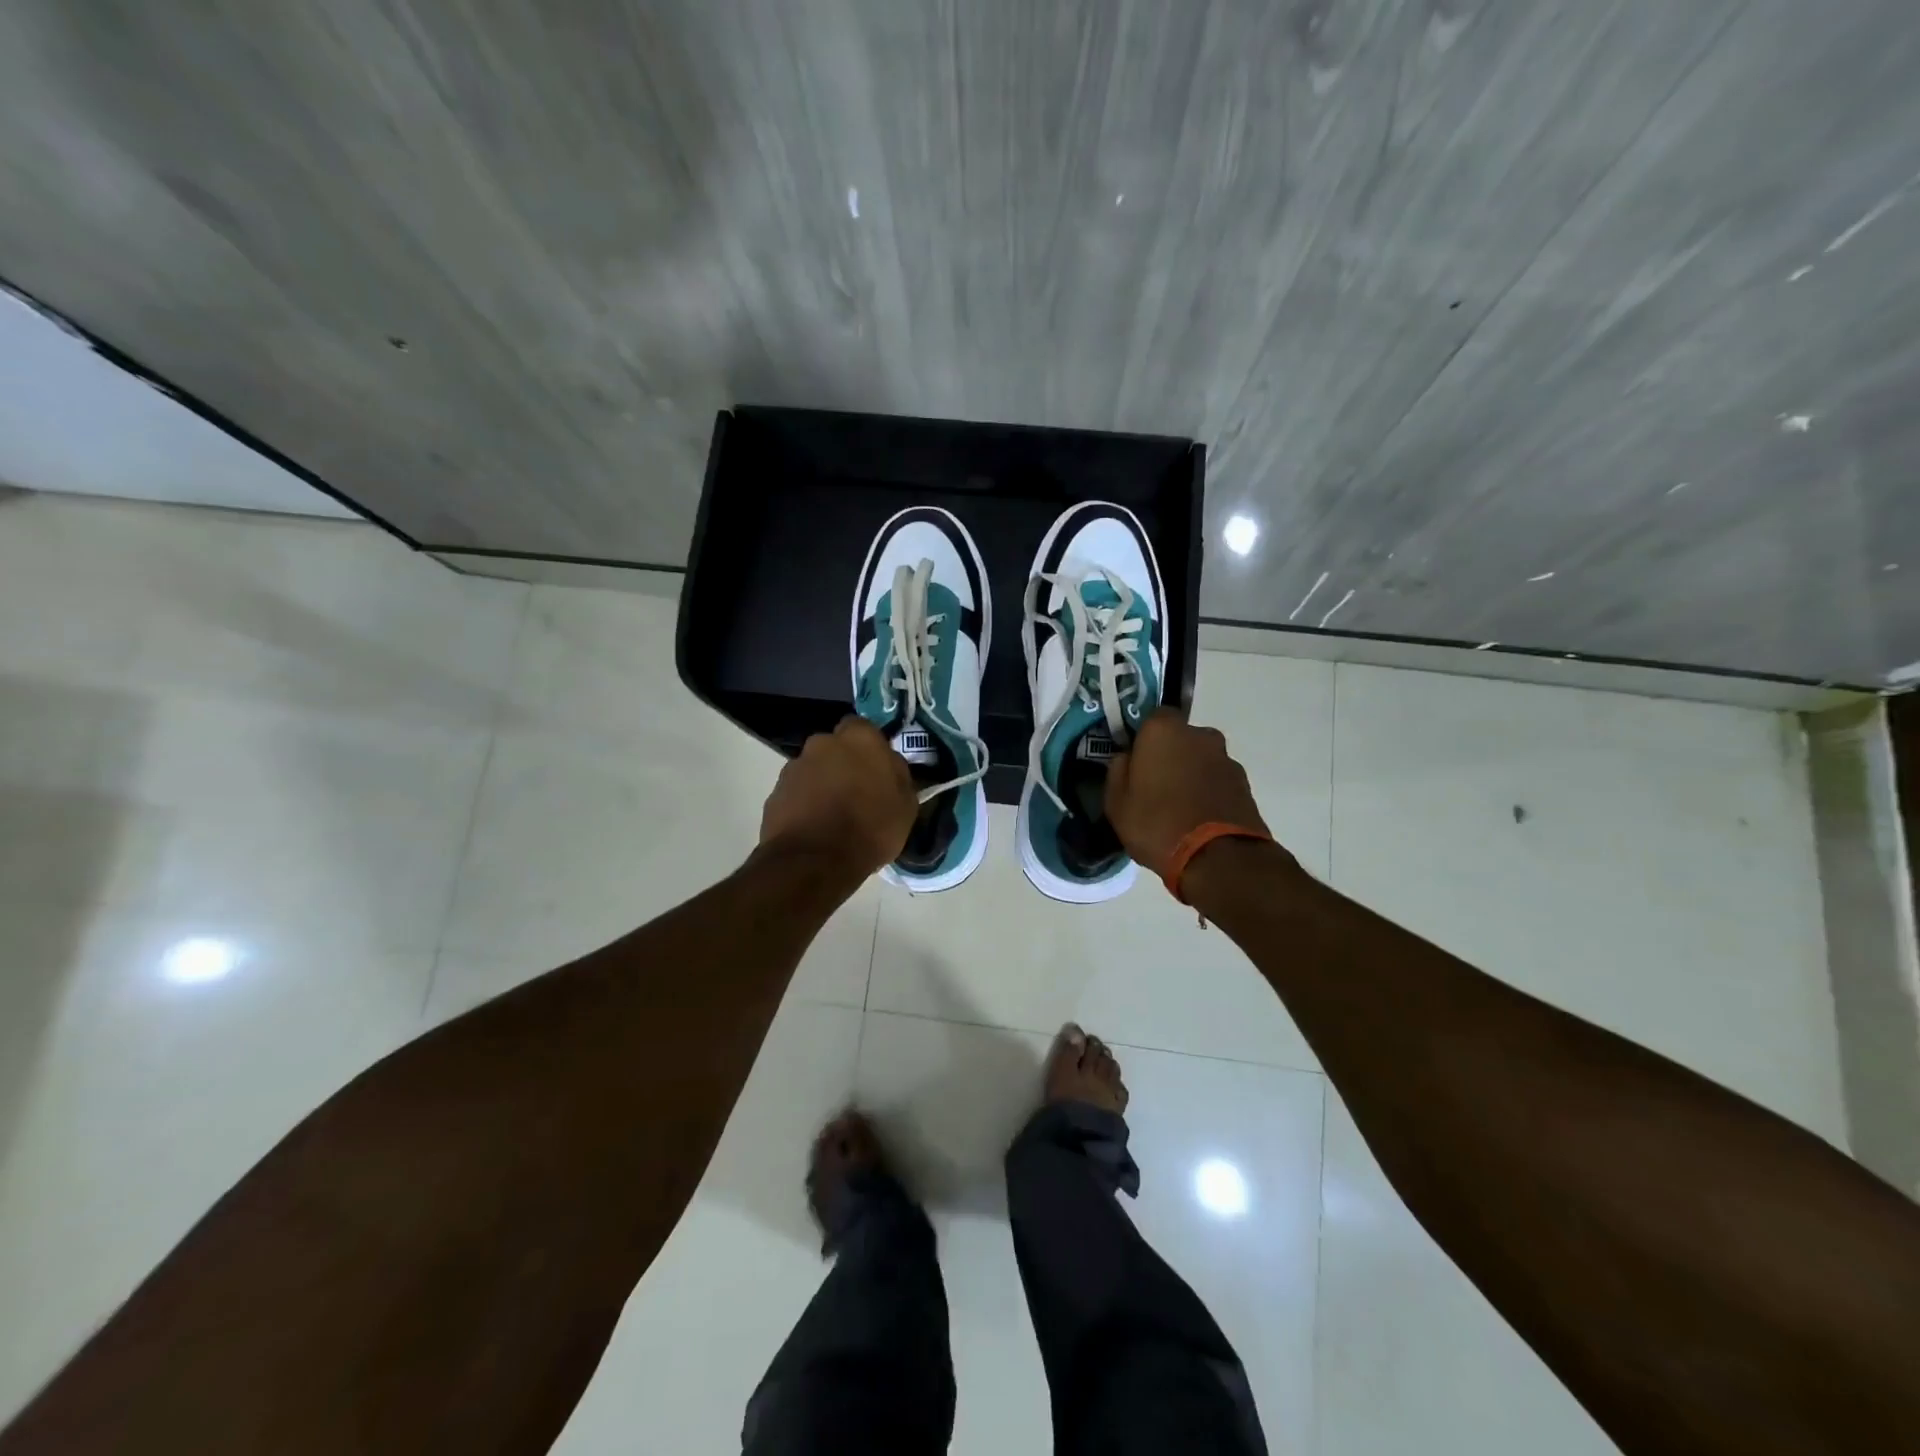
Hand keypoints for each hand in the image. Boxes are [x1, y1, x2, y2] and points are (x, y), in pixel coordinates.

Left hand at [760, 717, 916, 878]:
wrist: (815, 861)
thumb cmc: (870, 828)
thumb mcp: (906, 805)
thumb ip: (897, 775)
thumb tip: (889, 766)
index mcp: (859, 738)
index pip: (863, 727)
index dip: (869, 747)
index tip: (876, 769)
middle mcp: (823, 743)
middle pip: (834, 747)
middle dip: (842, 763)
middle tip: (856, 792)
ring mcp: (794, 766)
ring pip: (813, 769)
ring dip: (822, 784)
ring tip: (833, 816)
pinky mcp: (775, 792)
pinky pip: (796, 792)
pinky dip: (804, 804)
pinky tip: (815, 828)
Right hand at [1105, 708, 1272, 877]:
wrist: (1218, 858)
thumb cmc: (1156, 823)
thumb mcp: (1116, 802)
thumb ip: (1118, 770)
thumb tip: (1128, 758)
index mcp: (1164, 730)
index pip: (1151, 718)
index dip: (1143, 739)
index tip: (1135, 762)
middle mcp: (1200, 735)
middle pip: (1180, 739)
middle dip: (1169, 756)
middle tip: (1155, 786)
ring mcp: (1226, 759)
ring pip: (1200, 760)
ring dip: (1191, 775)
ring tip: (1179, 808)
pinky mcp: (1245, 785)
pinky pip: (1217, 781)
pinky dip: (1208, 792)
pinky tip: (1198, 818)